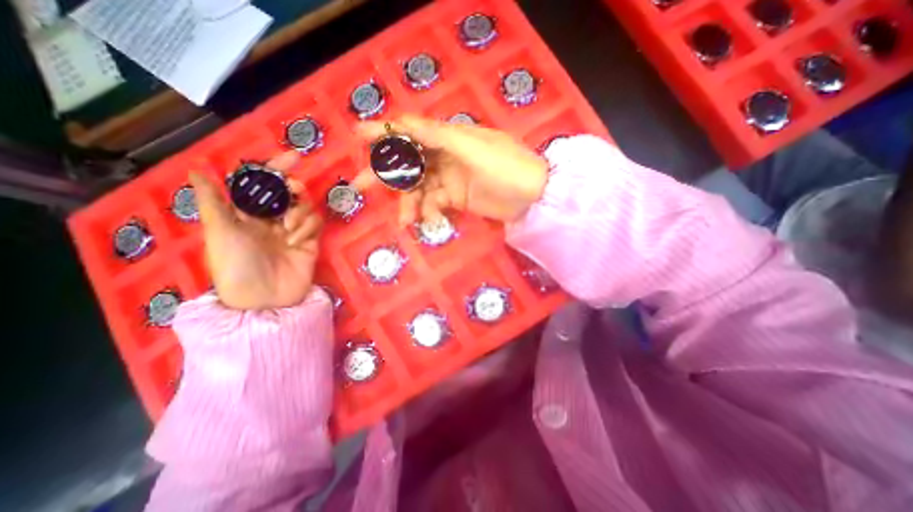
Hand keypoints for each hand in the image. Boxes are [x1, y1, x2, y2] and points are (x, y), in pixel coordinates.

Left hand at [189, 151, 322, 309]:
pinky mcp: (311, 241)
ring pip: (305, 207)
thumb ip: (213, 201)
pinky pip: (315, 224)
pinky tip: (297, 240)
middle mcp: (272, 219)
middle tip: (294, 191)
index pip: (264, 186)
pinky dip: (308, 227)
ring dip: (299, 212)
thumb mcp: (220, 231)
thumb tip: (195, 169)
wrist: (264, 297)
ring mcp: (293, 230)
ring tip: (288, 229)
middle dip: (293, 188)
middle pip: (290, 193)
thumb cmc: (235, 264)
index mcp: (249, 215)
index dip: (276, 169)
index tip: (292, 157)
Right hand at [352, 117, 543, 225]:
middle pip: (410, 162)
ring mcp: (450, 178)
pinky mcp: (455, 198)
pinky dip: (429, 212)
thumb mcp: (473, 148)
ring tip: (405, 221)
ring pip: (420, 188)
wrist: (532, 197)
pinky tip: (429, 222)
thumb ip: (439, 136)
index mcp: (450, 137)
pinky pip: (434, 203)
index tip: (358, 135)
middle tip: (361, 185)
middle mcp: (446, 155)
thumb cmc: (506, 167)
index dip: (385, 132)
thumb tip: (405, 122)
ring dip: (409, 203)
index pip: (412, 130)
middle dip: (387, 173)